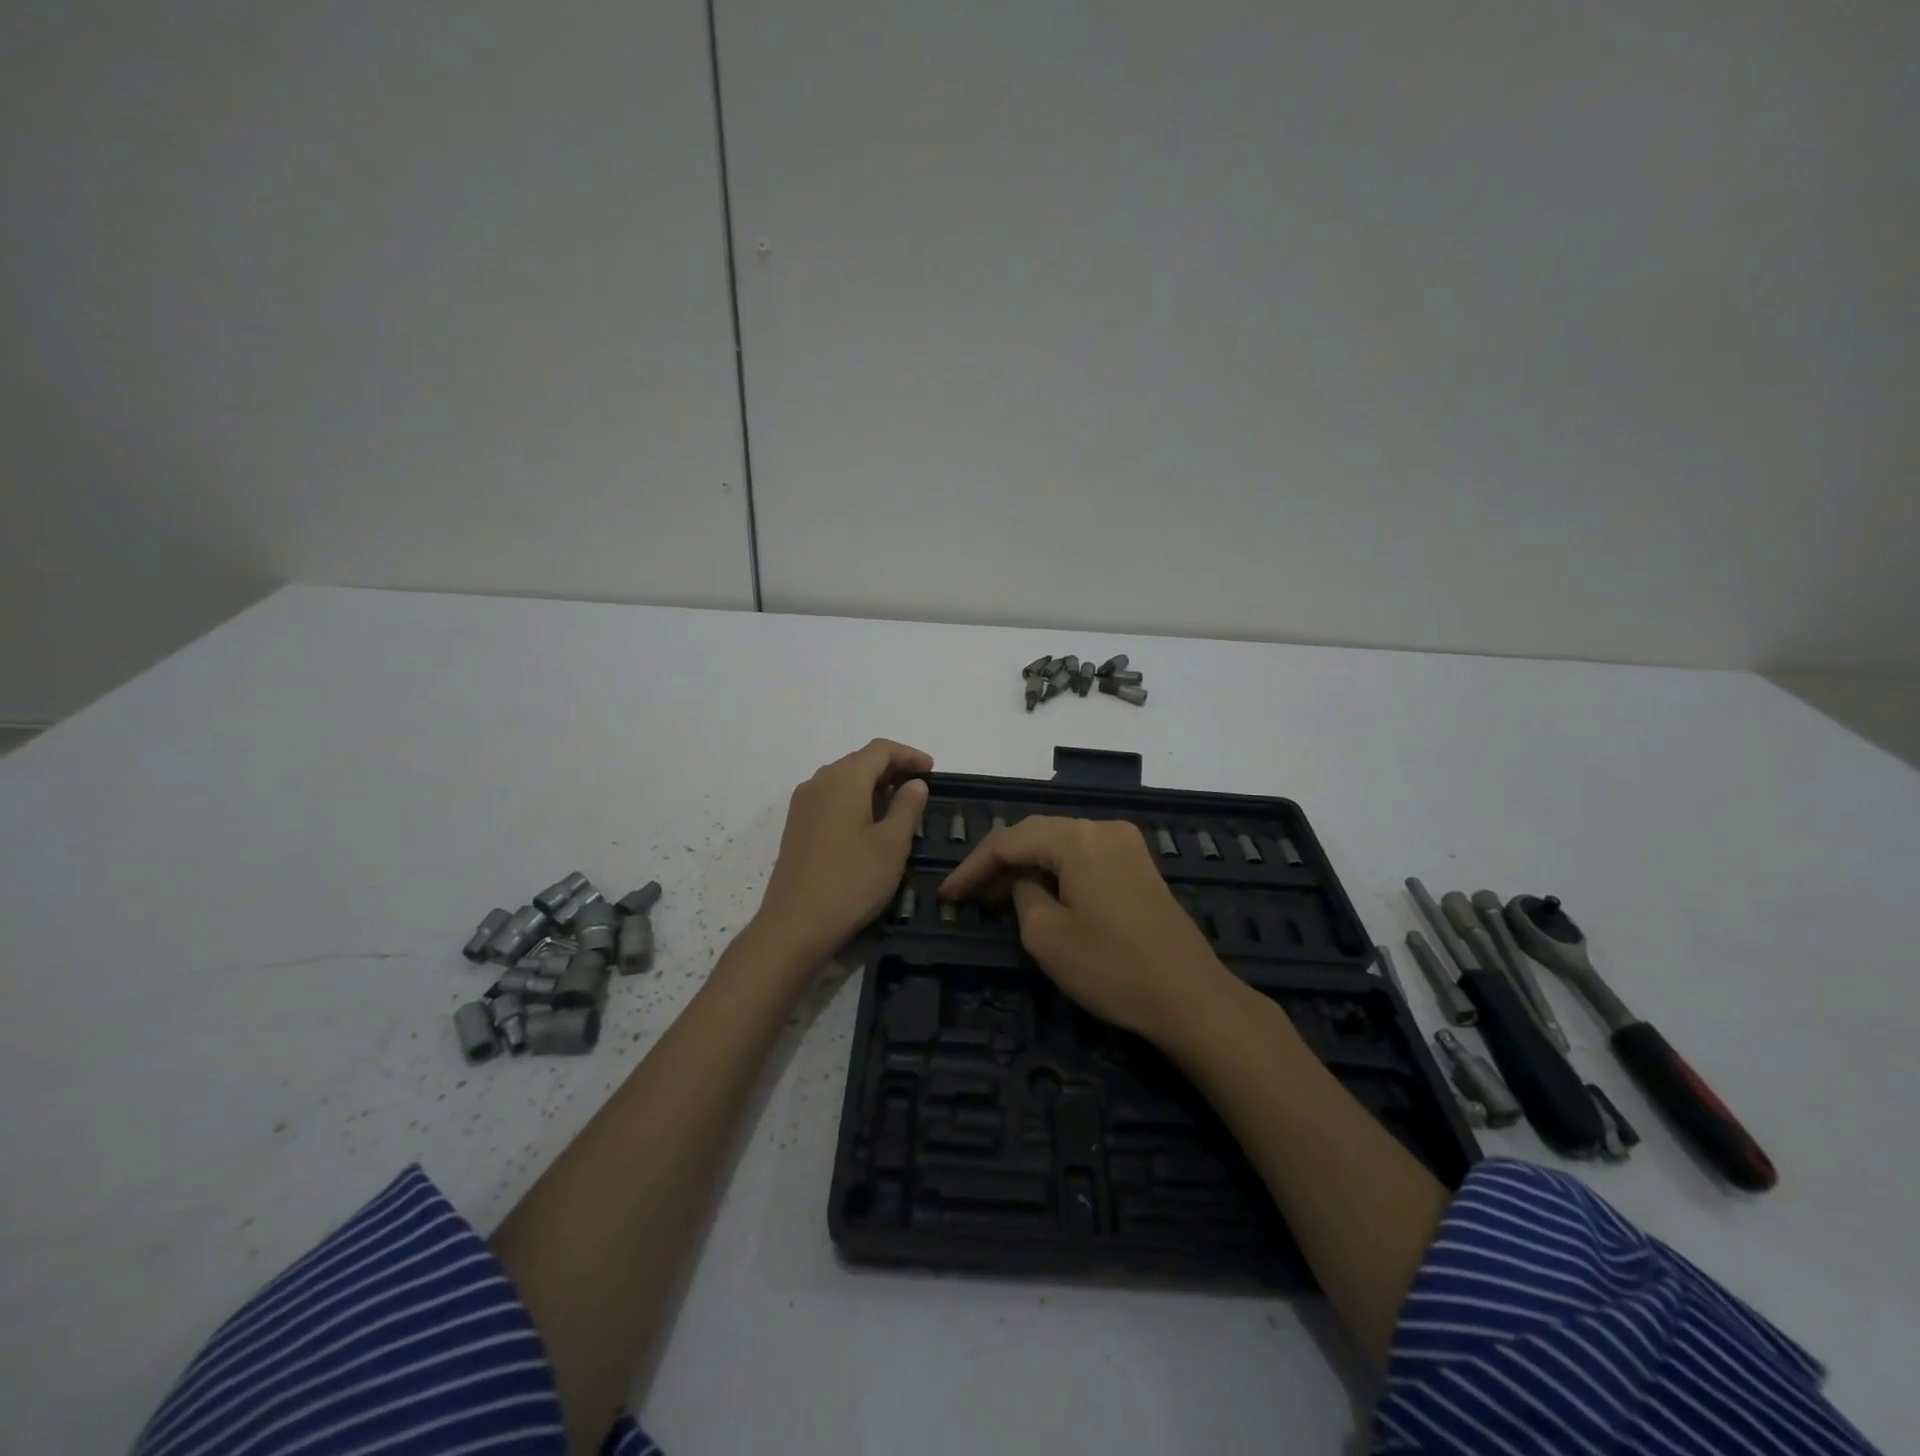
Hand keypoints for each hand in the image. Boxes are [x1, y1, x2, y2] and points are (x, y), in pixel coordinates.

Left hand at [754, 739, 932, 969]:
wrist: (796, 925)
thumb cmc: (852, 880)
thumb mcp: (892, 845)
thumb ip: (907, 807)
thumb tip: (914, 783)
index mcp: (843, 779)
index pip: (879, 750)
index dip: (908, 754)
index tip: (932, 770)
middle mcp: (818, 783)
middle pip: (858, 761)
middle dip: (891, 768)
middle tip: (919, 787)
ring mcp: (802, 805)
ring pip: (842, 780)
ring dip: (872, 784)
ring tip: (898, 805)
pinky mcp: (796, 827)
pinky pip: (830, 798)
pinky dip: (854, 800)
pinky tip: (868, 823)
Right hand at [939, 815, 1233, 1040]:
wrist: (1190, 997)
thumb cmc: (1112, 968)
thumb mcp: (1046, 936)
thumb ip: (1022, 894)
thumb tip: (1026, 881)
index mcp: (1077, 837)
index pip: (1008, 841)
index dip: (972, 867)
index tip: (946, 895)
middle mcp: (1102, 827)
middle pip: (1035, 835)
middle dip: (999, 864)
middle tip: (968, 895)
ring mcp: (1126, 844)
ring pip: (1060, 844)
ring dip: (1027, 867)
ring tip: (996, 898)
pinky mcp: (1138, 865)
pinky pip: (1084, 856)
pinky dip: (1056, 872)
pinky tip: (1039, 894)